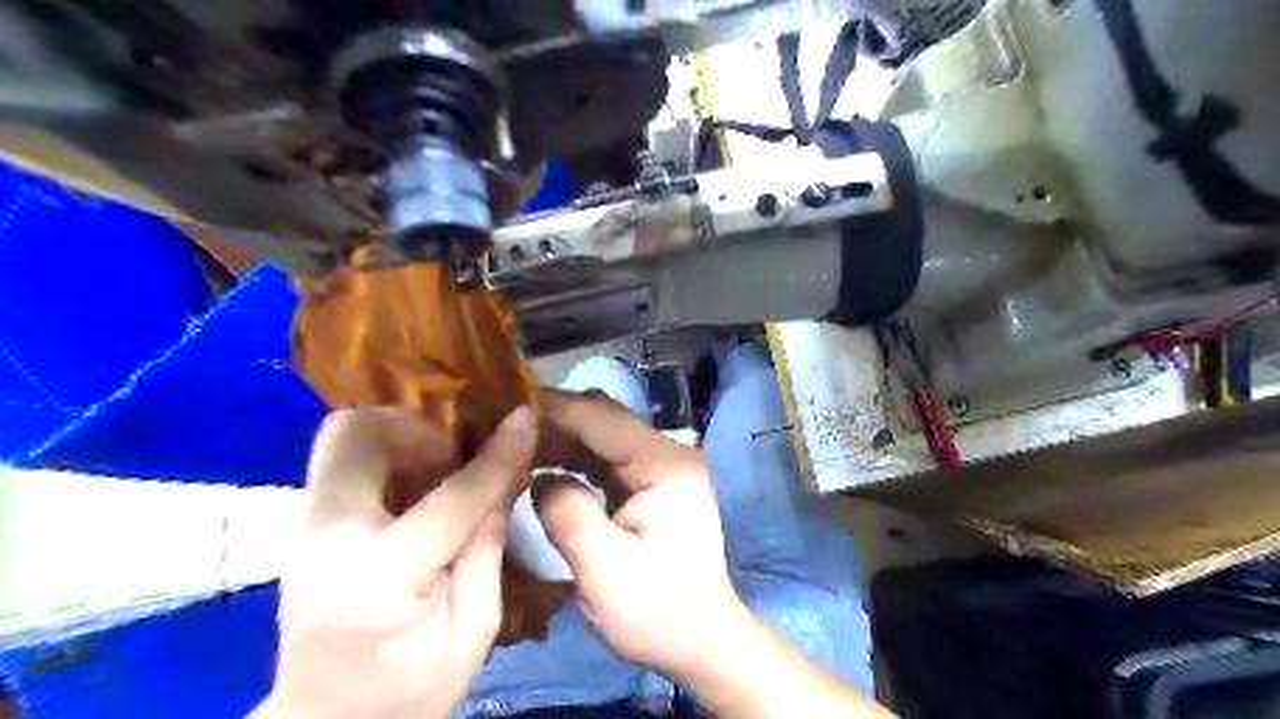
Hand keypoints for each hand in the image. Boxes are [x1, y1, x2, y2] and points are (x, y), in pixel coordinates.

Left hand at [261, 406, 535, 717]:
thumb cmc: (408, 688)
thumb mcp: (474, 626)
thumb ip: (489, 542)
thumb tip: (511, 471)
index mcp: (382, 574)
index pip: (451, 494)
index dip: (497, 453)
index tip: (526, 418)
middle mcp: (326, 535)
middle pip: (357, 432)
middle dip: (418, 427)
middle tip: (455, 455)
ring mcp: (304, 527)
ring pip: (345, 436)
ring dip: (401, 439)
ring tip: (438, 474)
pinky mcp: (303, 525)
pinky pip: (344, 459)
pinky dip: (386, 456)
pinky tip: (415, 491)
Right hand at [530, 394, 751, 680]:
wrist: (699, 638)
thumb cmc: (657, 613)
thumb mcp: (604, 572)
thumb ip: (567, 514)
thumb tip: (536, 475)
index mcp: (666, 465)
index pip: (602, 419)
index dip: (552, 408)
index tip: (502, 405)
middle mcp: (668, 452)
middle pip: (604, 417)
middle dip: (552, 419)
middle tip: (500, 427)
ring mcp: (660, 465)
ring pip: (601, 432)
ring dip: (559, 436)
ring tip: (511, 444)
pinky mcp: (650, 480)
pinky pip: (604, 455)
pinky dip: (571, 455)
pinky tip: (539, 463)